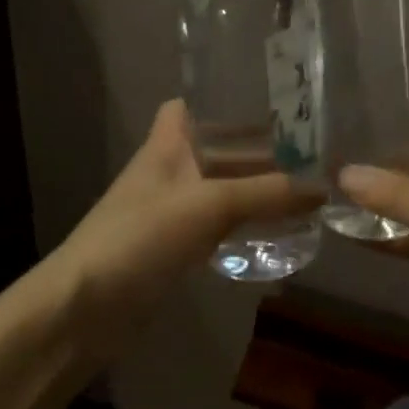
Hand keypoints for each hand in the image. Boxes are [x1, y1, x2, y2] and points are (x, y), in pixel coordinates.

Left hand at [50, 100, 320, 345]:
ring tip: (306, 188)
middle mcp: (169, 171)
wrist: (87, 309)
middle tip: (308, 149)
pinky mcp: (175, 247)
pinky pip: (218, 225)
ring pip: (220, 188)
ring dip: (255, 188)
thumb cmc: (142, 236)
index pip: (188, 105)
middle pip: (215, 148)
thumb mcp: (210, 205)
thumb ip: (266, 193)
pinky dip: (245, 223)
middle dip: (255, 148)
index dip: (220, 99)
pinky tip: (279, 230)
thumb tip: (322, 187)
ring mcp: (170, 211)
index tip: (266, 101)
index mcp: (167, 144)